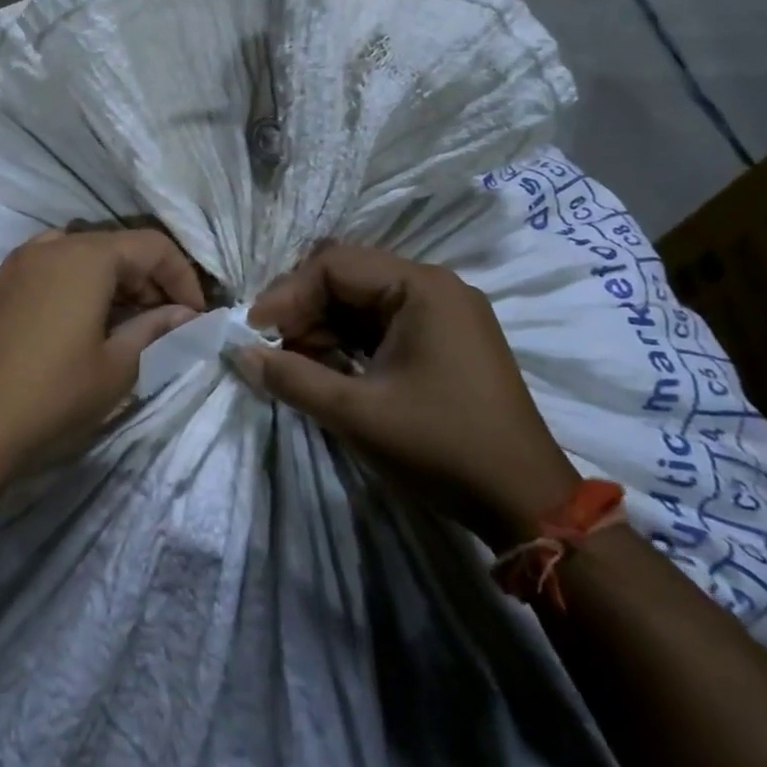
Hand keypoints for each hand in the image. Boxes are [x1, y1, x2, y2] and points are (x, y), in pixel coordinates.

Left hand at [0, 229, 207, 476]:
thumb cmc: (55, 394)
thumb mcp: (118, 366)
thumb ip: (157, 330)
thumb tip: (188, 315)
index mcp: (85, 257)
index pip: (151, 245)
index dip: (182, 276)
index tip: (195, 314)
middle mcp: (50, 246)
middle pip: (114, 245)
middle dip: (148, 278)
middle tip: (165, 321)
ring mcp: (17, 264)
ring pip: (80, 254)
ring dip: (112, 280)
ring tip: (124, 321)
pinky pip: (48, 268)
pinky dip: (76, 284)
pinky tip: (79, 322)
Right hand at [241, 245, 578, 540]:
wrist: (526, 501)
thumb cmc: (440, 446)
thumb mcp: (356, 413)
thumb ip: (292, 377)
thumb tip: (240, 354)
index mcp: (420, 287)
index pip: (333, 265)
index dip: (286, 294)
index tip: (254, 331)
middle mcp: (434, 286)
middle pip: (347, 275)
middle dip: (301, 307)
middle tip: (269, 344)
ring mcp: (443, 312)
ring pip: (361, 300)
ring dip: (321, 325)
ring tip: (292, 360)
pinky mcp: (444, 339)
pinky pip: (382, 322)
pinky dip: (348, 340)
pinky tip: (325, 367)